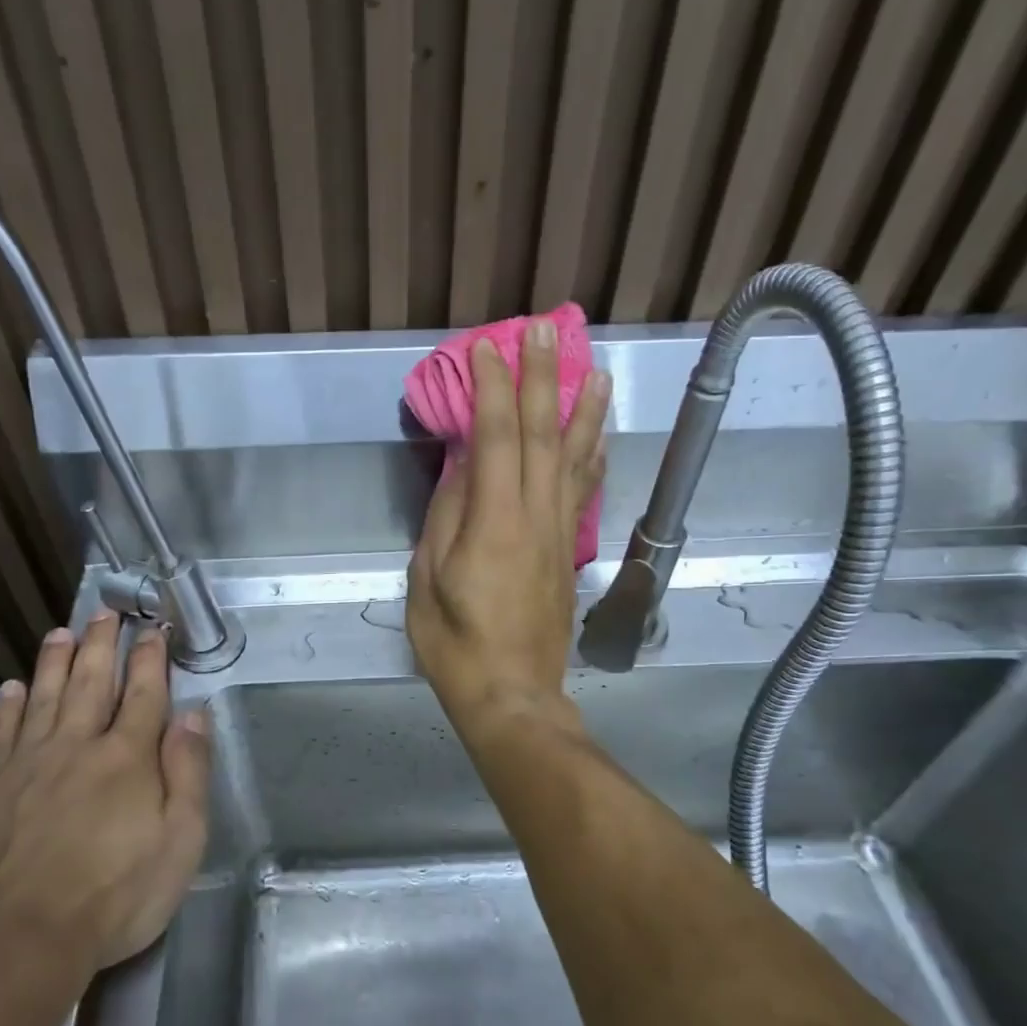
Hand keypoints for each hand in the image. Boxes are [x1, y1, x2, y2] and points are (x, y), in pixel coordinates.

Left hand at [0, 611, 210, 975]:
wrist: (18, 942)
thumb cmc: (115, 898)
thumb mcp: (181, 843)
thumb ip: (189, 773)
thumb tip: (194, 715)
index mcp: (127, 758)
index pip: (144, 694)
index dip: (151, 659)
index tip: (154, 629)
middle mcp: (77, 746)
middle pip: (91, 682)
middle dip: (102, 644)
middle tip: (105, 612)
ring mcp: (27, 765)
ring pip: (44, 697)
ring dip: (55, 661)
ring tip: (61, 631)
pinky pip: (2, 733)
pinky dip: (9, 705)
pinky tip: (11, 687)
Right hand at [407, 319, 608, 729]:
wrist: (511, 694)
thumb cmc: (455, 643)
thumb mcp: (428, 580)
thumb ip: (446, 518)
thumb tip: (464, 469)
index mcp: (494, 523)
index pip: (497, 438)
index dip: (493, 388)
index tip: (487, 347)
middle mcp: (536, 517)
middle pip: (543, 436)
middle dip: (543, 379)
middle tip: (544, 331)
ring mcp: (559, 534)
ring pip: (575, 460)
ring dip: (583, 410)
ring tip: (595, 369)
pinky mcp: (567, 553)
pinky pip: (583, 493)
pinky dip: (592, 458)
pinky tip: (598, 438)